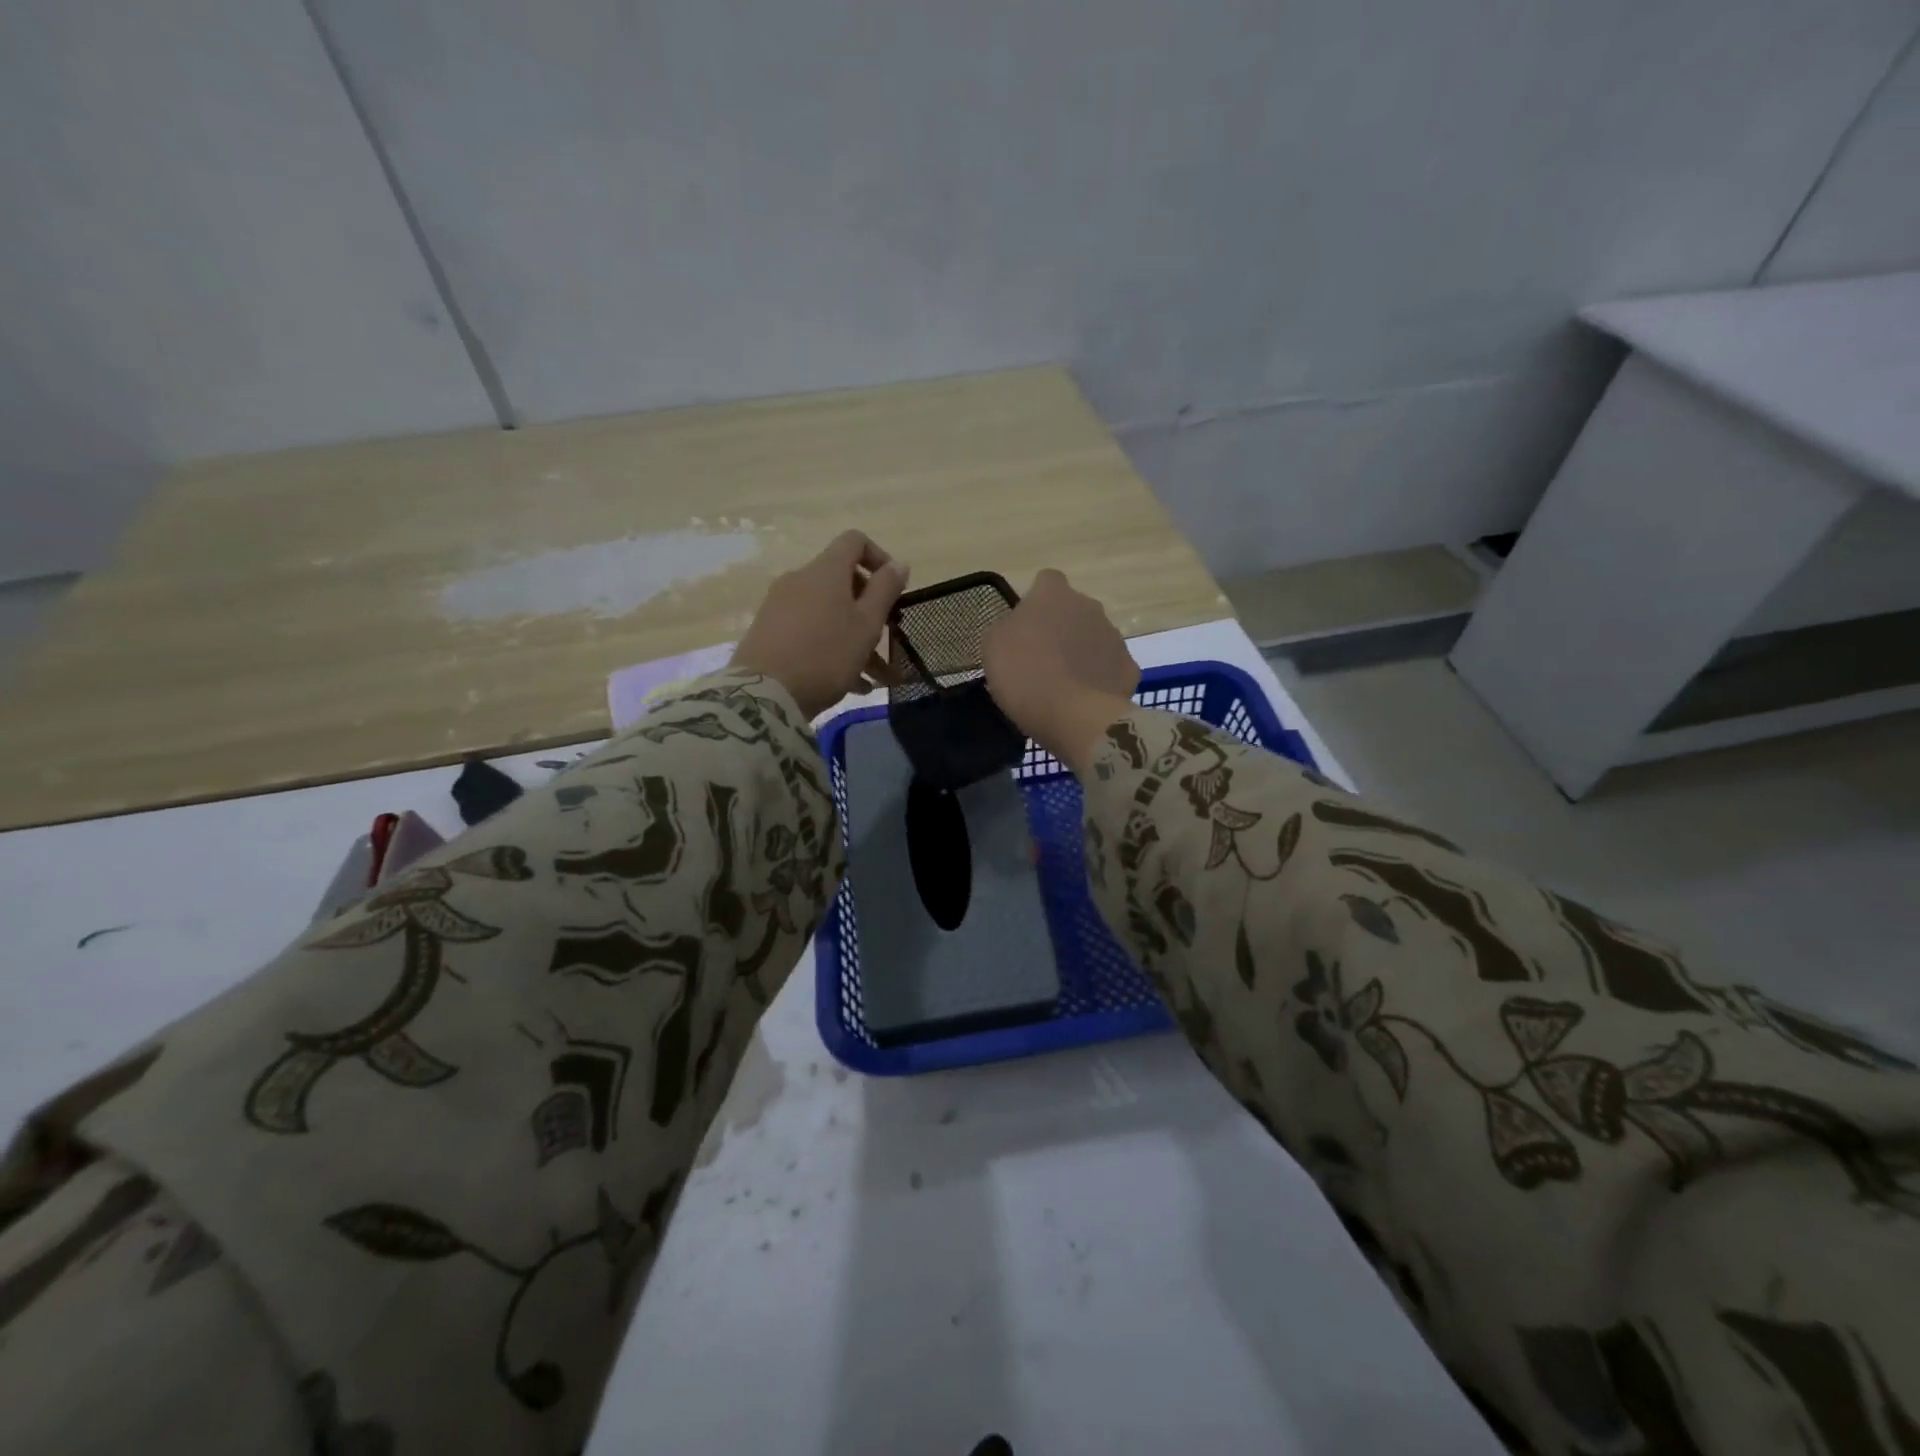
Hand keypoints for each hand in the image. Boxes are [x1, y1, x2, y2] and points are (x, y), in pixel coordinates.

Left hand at [732, 531, 909, 717]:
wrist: (765, 693)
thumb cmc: (826, 655)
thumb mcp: (866, 624)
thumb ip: (885, 590)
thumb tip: (899, 564)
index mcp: (825, 571)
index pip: (854, 541)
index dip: (879, 557)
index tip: (894, 588)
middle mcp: (800, 580)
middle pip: (842, 583)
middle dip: (870, 612)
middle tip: (887, 640)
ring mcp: (780, 606)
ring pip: (829, 614)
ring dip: (857, 641)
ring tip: (877, 679)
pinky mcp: (769, 631)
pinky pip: (810, 632)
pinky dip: (833, 650)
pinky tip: (852, 685)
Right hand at [983, 569, 1138, 773]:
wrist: (1071, 715)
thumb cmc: (1023, 674)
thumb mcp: (993, 645)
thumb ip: (1007, 627)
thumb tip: (1018, 627)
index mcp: (1054, 594)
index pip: (1046, 581)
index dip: (1035, 602)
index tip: (1025, 626)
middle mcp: (1089, 606)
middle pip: (1074, 610)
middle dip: (1062, 627)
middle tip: (1041, 658)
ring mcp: (1114, 636)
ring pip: (1095, 638)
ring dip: (1081, 653)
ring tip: (1063, 684)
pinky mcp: (1129, 668)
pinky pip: (1110, 668)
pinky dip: (1100, 679)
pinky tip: (1085, 699)